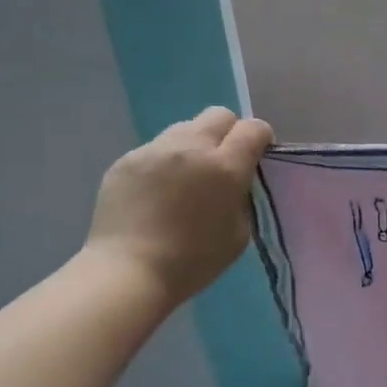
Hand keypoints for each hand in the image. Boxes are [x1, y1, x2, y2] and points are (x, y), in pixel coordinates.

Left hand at [84, 107, 273, 306]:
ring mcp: (154, 150)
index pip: (253, 129)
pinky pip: (155, 149)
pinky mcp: (126, 159)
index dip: (260, 139)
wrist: (128, 271)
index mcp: (225, 167)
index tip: (256, 157)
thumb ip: (242, 197)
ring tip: (185, 178)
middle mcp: (191, 147)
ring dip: (194, 146)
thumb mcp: (238, 233)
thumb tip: (235, 181)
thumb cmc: (193, 261)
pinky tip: (157, 192)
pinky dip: (164, 163)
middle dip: (228, 132)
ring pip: (184, 128)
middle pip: (219, 115)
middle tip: (222, 162)